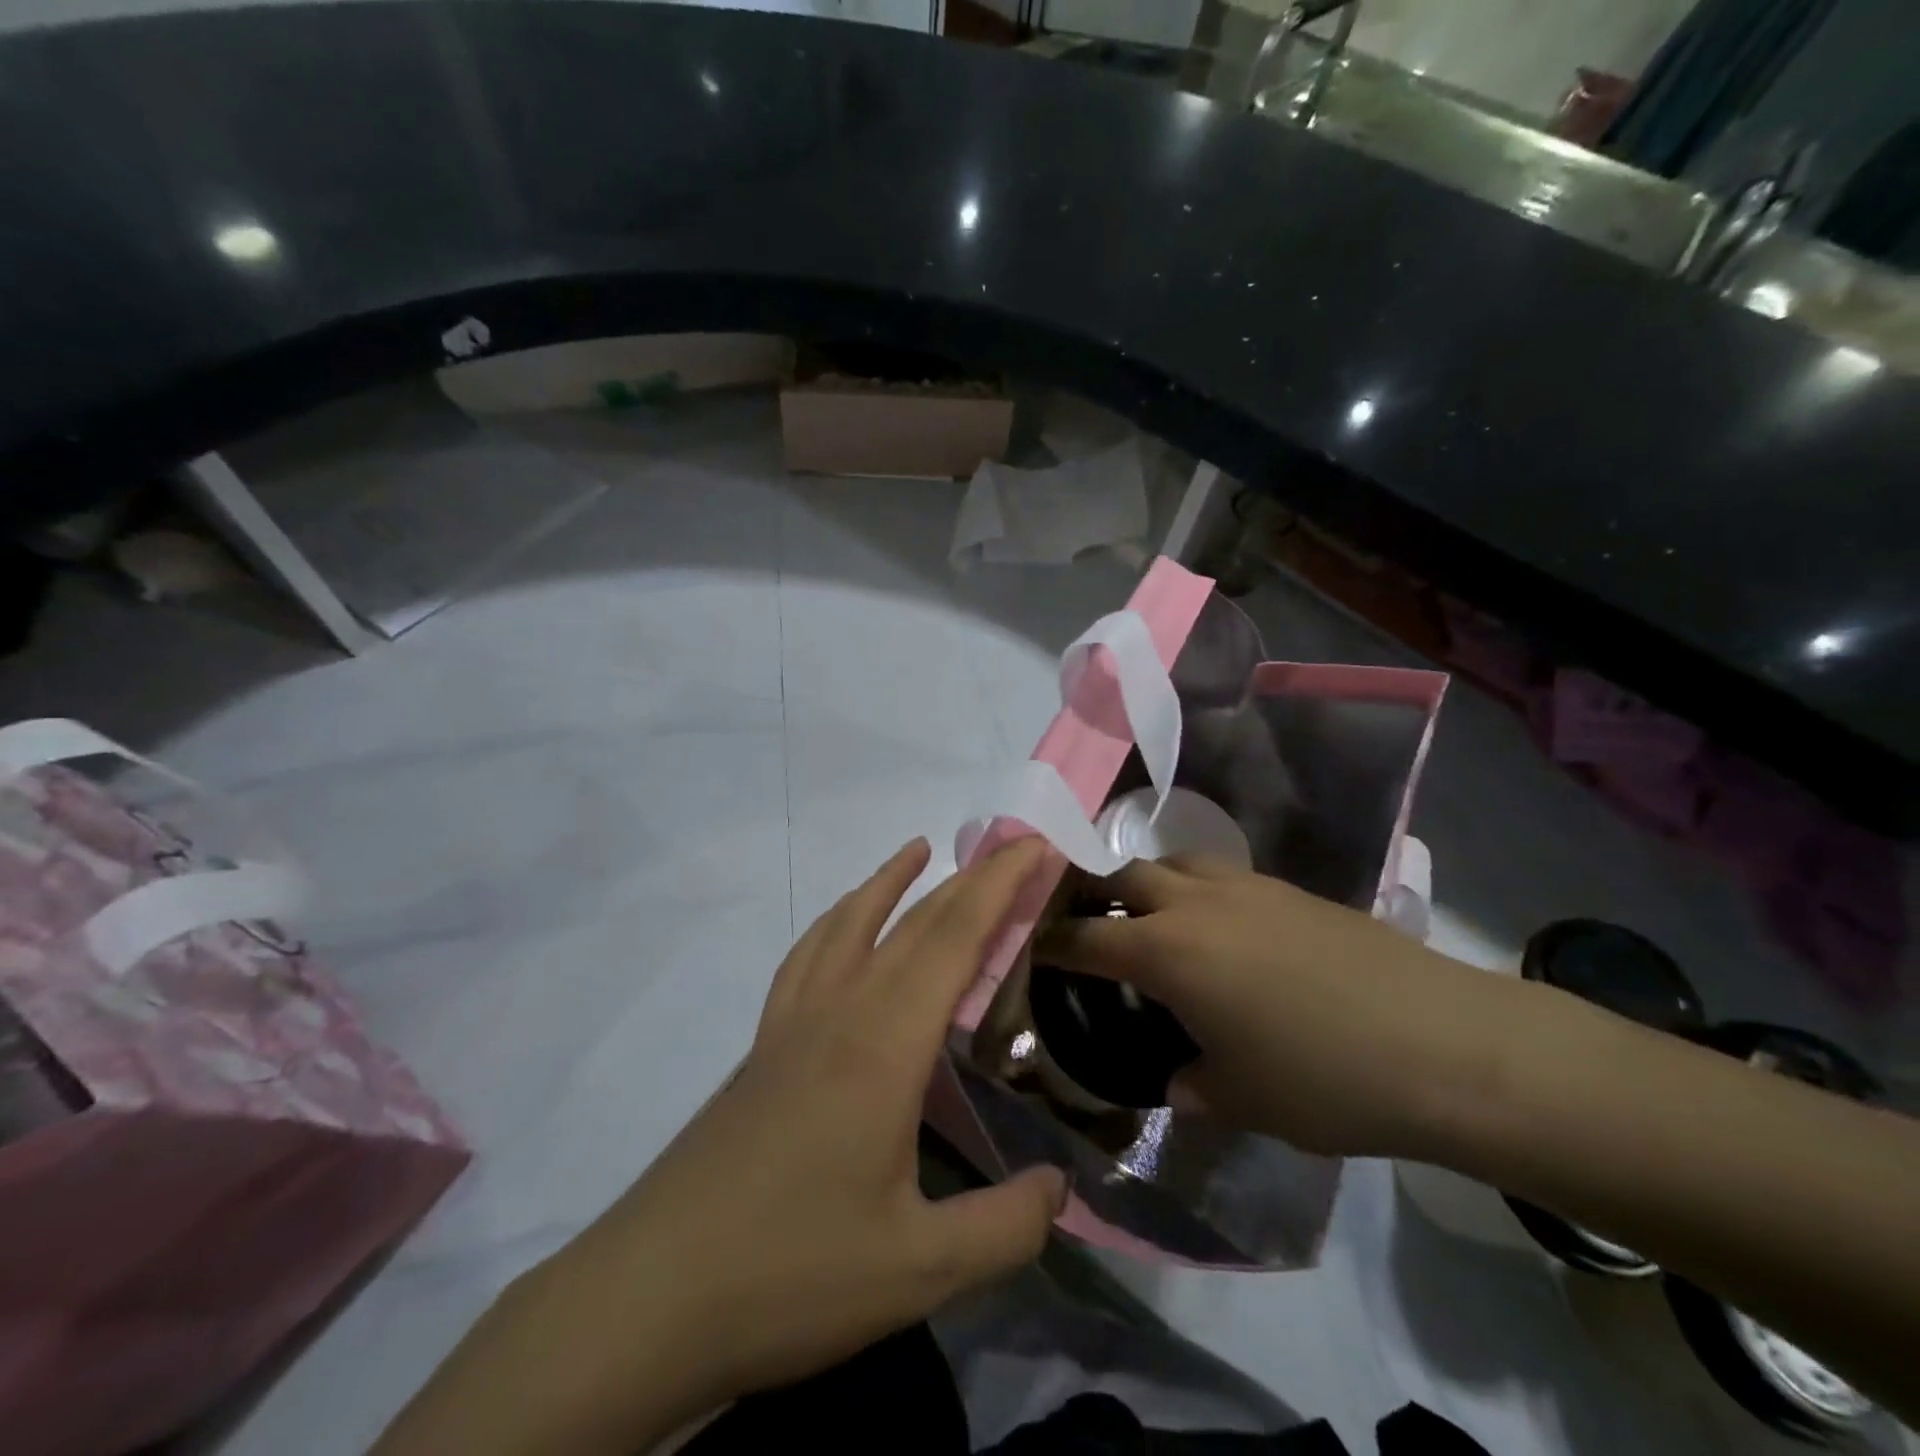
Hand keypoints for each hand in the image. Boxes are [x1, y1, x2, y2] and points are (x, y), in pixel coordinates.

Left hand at [377, 837, 1063, 1455]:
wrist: (650, 1296)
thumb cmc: (789, 1273)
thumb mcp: (917, 1271)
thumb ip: (1004, 1227)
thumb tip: (1060, 1186)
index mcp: (883, 1044)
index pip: (954, 939)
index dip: (1000, 888)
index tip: (1039, 850)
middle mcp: (839, 1012)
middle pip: (912, 922)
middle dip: (969, 878)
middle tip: (1012, 848)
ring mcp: (792, 1023)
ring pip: (849, 924)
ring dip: (889, 880)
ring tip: (918, 849)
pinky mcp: (763, 1047)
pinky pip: (805, 958)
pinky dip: (834, 921)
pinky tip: (841, 929)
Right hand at [1035, 856, 1502, 1157]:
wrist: (1444, 1044)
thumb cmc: (1325, 1080)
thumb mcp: (1241, 1100)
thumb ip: (1191, 1086)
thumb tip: (1177, 1080)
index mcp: (1169, 952)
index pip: (1088, 936)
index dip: (1054, 942)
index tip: (1034, 947)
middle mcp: (1196, 904)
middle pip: (1126, 876)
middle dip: (1098, 896)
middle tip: (1093, 928)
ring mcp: (1247, 888)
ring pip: (1175, 862)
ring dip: (1152, 884)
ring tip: (1157, 920)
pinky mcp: (1290, 889)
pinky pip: (1222, 874)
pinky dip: (1200, 890)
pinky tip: (1223, 931)